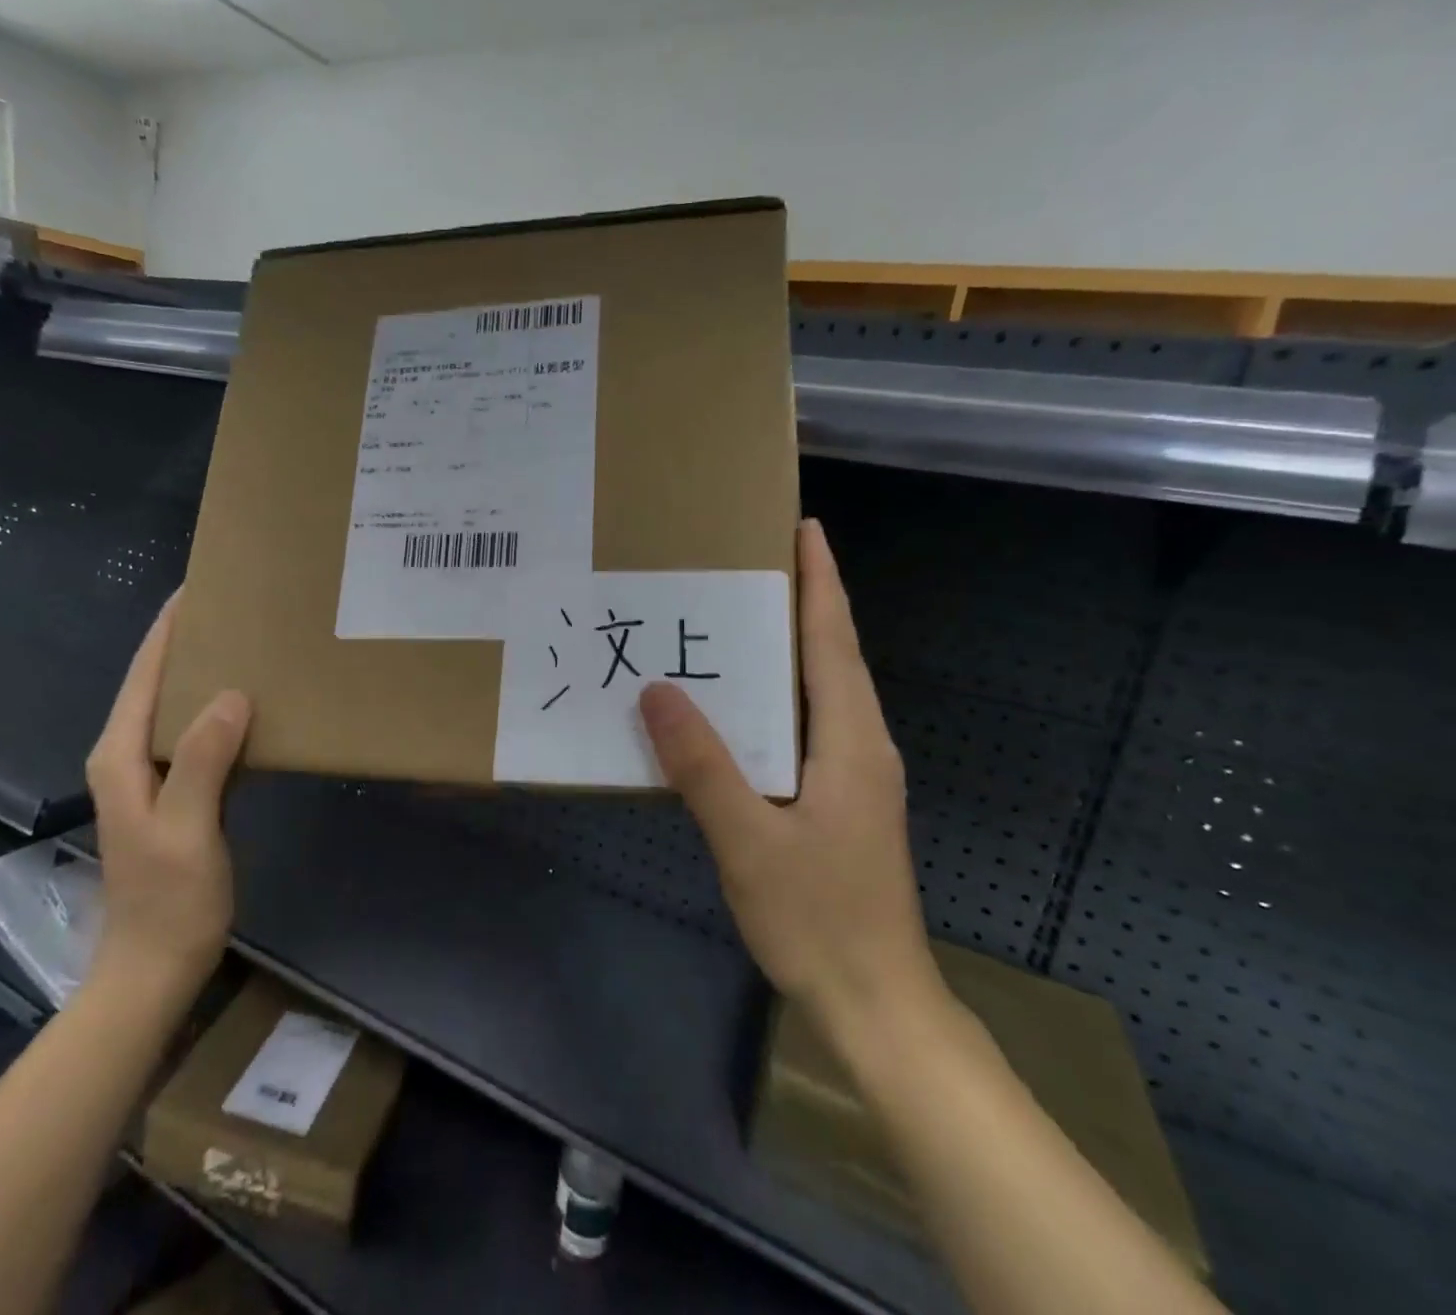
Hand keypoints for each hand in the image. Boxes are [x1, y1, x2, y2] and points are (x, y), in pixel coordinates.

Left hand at [84, 591, 249, 999]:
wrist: (155, 967)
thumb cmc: (169, 900)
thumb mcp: (186, 828)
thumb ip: (201, 760)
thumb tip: (232, 694)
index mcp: (120, 756)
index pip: (143, 676)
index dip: (168, 630)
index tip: (199, 588)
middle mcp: (127, 756)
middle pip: (156, 684)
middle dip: (189, 643)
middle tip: (237, 610)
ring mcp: (150, 776)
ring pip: (176, 709)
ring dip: (205, 676)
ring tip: (248, 644)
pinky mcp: (174, 793)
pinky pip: (196, 736)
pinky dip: (219, 713)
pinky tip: (251, 706)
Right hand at [638, 520, 944, 1037]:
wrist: (876, 1005)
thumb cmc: (819, 920)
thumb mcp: (748, 841)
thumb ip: (703, 765)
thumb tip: (656, 691)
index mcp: (850, 740)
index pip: (834, 640)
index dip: (821, 581)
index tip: (804, 527)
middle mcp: (860, 744)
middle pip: (832, 655)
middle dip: (801, 601)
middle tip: (746, 562)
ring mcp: (854, 775)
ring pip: (819, 691)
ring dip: (787, 647)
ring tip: (732, 617)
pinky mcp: (839, 800)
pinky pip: (805, 726)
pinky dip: (775, 696)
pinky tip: (734, 705)